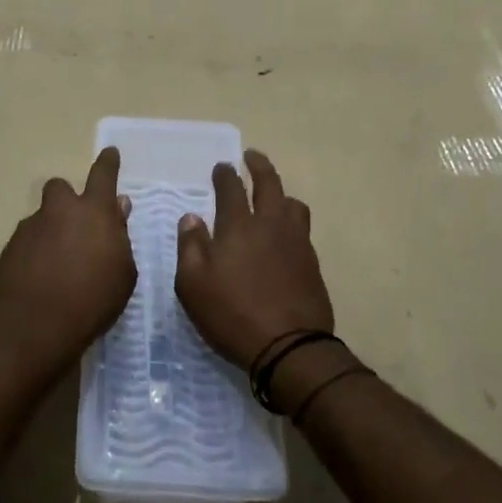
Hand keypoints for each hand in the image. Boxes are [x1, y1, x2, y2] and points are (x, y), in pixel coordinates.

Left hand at [0, 147, 136, 373]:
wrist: (37, 326)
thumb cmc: (93, 300)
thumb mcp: (123, 272)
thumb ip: (120, 235)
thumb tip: (118, 208)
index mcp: (94, 212)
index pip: (103, 174)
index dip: (108, 162)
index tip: (110, 153)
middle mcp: (59, 211)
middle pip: (60, 188)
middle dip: (67, 200)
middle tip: (75, 226)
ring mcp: (30, 229)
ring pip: (42, 219)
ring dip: (50, 232)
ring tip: (58, 266)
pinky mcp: (9, 249)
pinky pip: (26, 243)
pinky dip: (34, 255)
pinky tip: (40, 281)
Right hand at [175, 151, 332, 369]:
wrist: (289, 346)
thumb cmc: (232, 313)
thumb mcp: (193, 284)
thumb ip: (190, 246)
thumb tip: (191, 218)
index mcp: (238, 226)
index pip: (231, 188)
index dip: (225, 174)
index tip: (221, 166)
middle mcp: (270, 224)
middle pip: (268, 183)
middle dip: (258, 165)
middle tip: (251, 156)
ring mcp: (296, 242)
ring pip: (292, 203)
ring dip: (281, 193)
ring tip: (273, 195)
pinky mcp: (311, 262)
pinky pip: (302, 229)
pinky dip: (291, 221)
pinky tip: (285, 232)